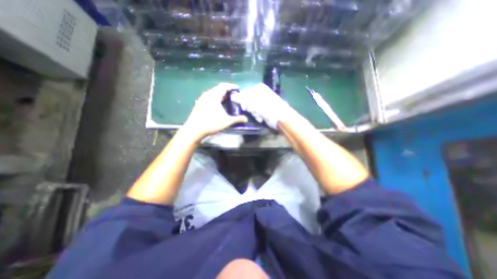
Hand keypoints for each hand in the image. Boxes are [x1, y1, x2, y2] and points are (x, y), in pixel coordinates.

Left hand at [182, 83, 247, 141]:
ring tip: (225, 99)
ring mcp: (201, 99)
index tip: (237, 88)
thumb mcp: (227, 121)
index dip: (231, 86)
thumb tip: (246, 119)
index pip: (224, 86)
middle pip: (218, 88)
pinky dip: (214, 98)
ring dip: (219, 94)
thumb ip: (237, 119)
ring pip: (212, 93)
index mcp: (214, 96)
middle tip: (233, 94)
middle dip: (226, 90)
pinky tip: (216, 105)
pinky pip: (208, 97)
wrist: (194, 129)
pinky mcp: (198, 104)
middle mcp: (207, 95)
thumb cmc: (211, 123)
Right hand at [232, 82, 291, 127]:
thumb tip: (232, 96)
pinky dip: (258, 116)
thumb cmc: (267, 108)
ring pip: (252, 107)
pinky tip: (261, 118)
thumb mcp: (253, 102)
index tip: (244, 108)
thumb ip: (242, 98)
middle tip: (252, 111)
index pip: (244, 93)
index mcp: (258, 88)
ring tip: (259, 116)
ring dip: (254, 113)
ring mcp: (264, 101)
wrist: (281, 117)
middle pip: (248, 101)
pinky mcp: (266, 109)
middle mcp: (261, 93)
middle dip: (249, 108)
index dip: (242, 101)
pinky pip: (257, 112)